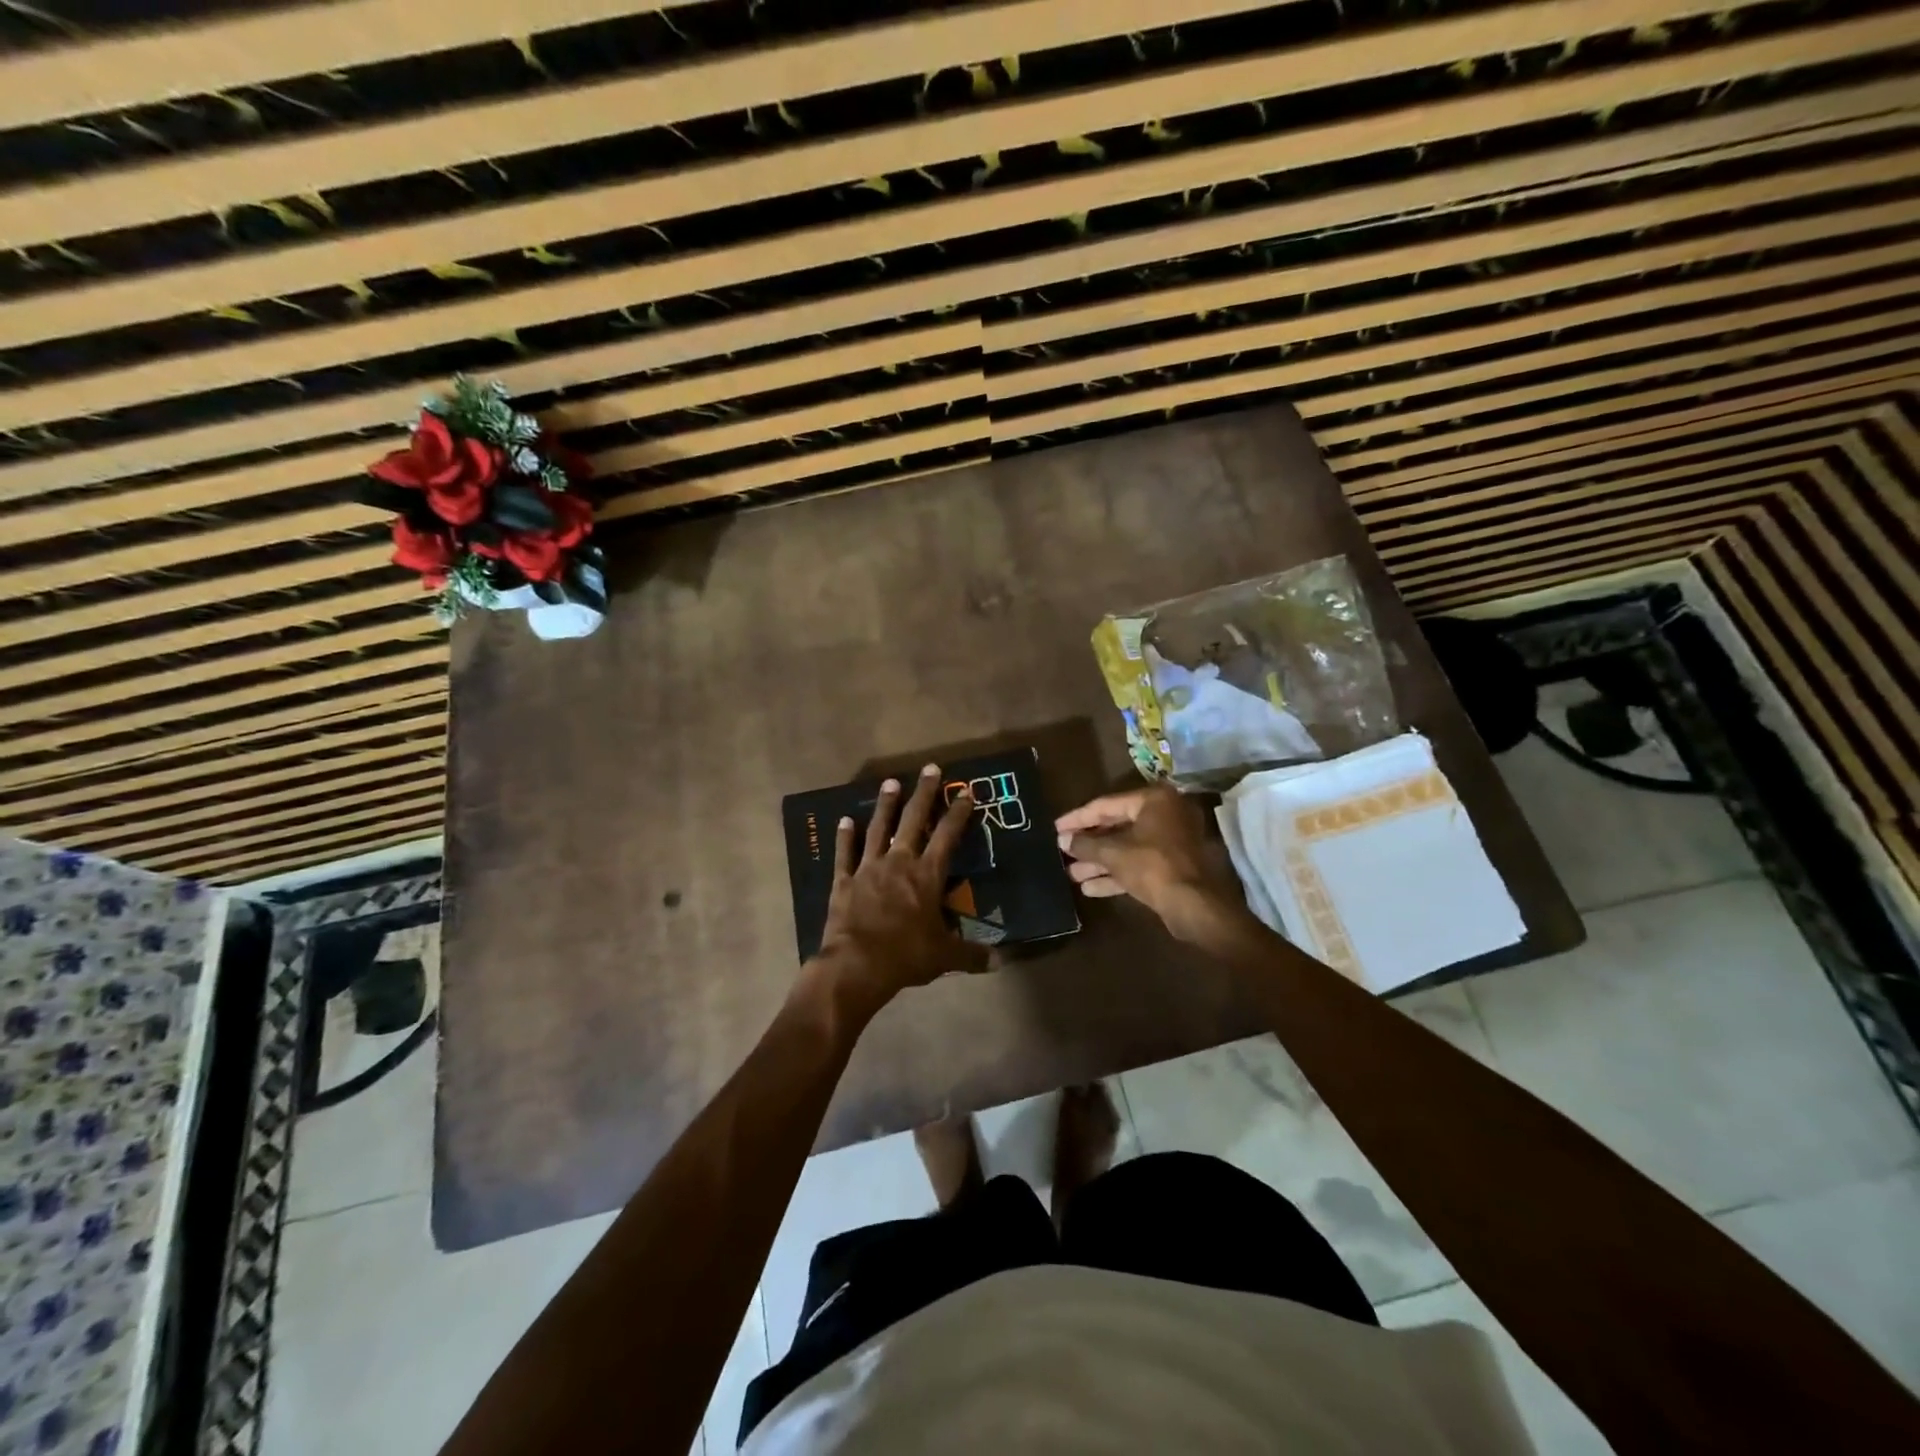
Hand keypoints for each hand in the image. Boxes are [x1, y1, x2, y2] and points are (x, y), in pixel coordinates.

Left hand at [814, 764, 987, 1010]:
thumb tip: (1001, 962)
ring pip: (878, 829)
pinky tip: (844, 819)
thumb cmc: (906, 956)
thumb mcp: (945, 956)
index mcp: (927, 876)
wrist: (857, 965)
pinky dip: (844, 836)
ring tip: (890, 782)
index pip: (947, 836)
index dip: (958, 814)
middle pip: (913, 821)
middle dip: (924, 794)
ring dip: (885, 805)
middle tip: (930, 768)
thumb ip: (972, 954)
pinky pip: (845, 854)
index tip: (966, 792)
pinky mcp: (844, 881)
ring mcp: (868, 869)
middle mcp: (899, 863)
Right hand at [1054, 785, 1250, 944]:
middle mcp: (1164, 815)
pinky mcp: (1171, 866)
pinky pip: (1137, 864)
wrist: (1194, 905)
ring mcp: (1170, 842)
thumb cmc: (1153, 866)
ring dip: (1098, 861)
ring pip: (1126, 848)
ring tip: (1070, 873)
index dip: (1078, 818)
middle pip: (1116, 826)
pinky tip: (1089, 888)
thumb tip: (1063, 840)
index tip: (1055, 827)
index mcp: (1153, 801)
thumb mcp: (1113, 853)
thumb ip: (1086, 844)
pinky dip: (1115, 873)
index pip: (1106, 805)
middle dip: (1088, 843)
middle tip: (1062, 850)